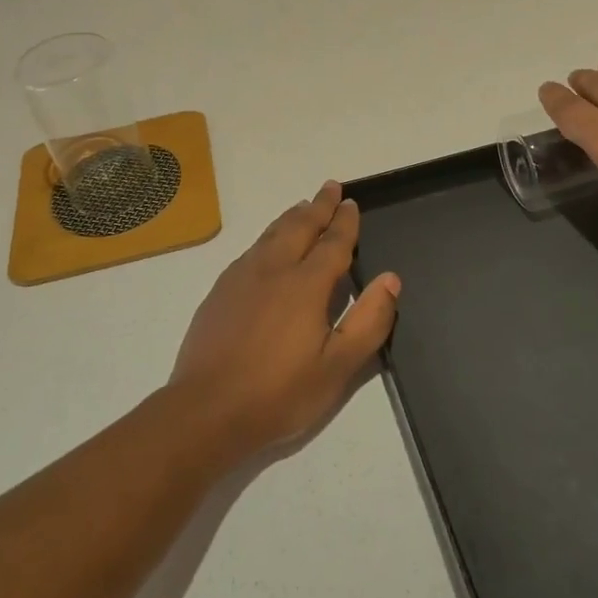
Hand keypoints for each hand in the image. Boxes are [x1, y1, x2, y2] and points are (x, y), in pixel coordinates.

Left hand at [170, 181, 400, 460]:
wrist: (206, 411)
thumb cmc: (279, 394)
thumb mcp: (338, 367)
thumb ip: (369, 321)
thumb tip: (391, 279)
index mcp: (305, 285)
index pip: (332, 243)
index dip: (344, 222)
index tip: (351, 202)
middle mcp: (273, 270)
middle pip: (299, 227)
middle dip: (318, 206)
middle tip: (330, 187)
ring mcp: (241, 278)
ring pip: (271, 234)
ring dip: (291, 217)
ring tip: (303, 207)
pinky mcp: (219, 291)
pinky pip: (251, 250)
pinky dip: (268, 236)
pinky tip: (266, 246)